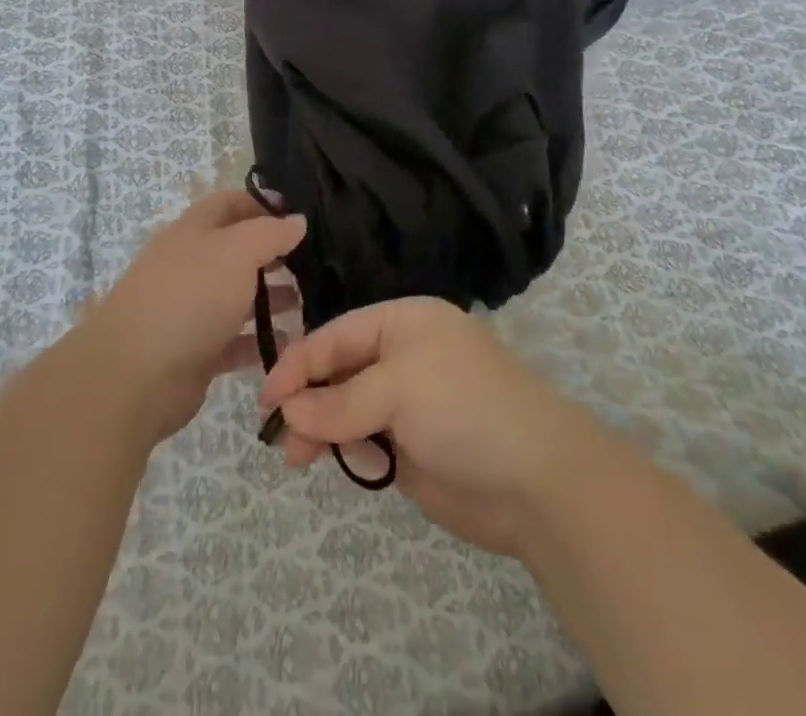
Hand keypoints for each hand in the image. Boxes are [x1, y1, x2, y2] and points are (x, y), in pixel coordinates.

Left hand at [87, 189, 304, 442]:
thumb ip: (270, 233)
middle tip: (311, 264)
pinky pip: (234, 340)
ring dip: (270, 298)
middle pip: (235, 250)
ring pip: (237, 296)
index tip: (297, 216)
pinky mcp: (194, 352)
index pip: (229, 203)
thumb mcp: (237, 251)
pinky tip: (289, 342)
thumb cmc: (190, 296)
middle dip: (272, 254)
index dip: (261, 203)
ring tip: (307, 302)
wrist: (136, 374)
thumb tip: (297, 220)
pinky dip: (259, 340)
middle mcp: (190, 265)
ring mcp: (190, 310)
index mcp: (193, 230)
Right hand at [257, 298, 598, 556]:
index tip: (266, 398)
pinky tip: (348, 464)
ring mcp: (408, 403)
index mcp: (403, 322)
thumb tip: (290, 414)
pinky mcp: (412, 447)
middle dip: (307, 400)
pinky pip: (365, 441)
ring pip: (347, 409)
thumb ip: (340, 401)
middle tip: (281, 437)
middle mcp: (403, 356)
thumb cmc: (465, 409)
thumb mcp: (399, 389)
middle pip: (338, 371)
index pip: (336, 334)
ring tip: (301, 460)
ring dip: (321, 429)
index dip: (299, 362)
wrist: (538, 483)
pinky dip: (348, 451)